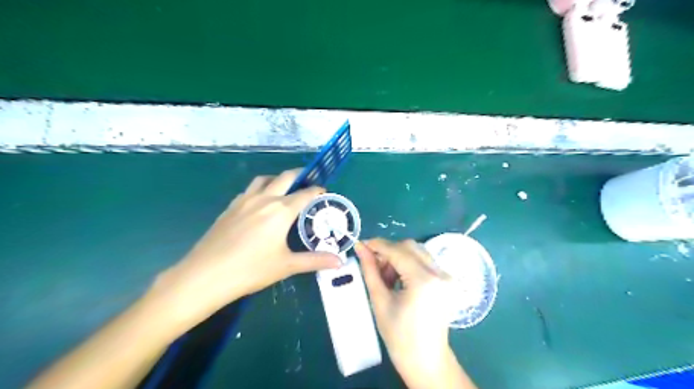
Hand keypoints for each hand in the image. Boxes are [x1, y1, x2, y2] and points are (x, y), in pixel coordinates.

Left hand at [146, 168, 341, 329]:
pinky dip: (261, 189)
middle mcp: (264, 199)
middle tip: (309, 182)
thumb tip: (340, 262)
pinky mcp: (230, 207)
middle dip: (300, 175)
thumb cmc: (250, 270)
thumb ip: (315, 260)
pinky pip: (250, 190)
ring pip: (264, 179)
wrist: (205, 276)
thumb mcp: (286, 265)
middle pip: (285, 177)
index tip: (325, 192)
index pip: (305, 194)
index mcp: (281, 210)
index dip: (317, 191)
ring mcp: (244, 201)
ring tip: (285, 189)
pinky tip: (260, 204)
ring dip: (278, 179)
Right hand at [354, 239, 474, 386]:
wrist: (426, 361)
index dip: (377, 245)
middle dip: (388, 251)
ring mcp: (446, 276)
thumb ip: (369, 270)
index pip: (398, 250)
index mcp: (424, 280)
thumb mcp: (379, 301)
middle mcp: (440, 273)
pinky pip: (424, 262)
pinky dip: (408, 264)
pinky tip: (398, 280)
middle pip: (410, 247)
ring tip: (385, 277)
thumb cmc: (399, 337)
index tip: (361, 245)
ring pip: (417, 252)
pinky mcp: (447, 281)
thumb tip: (360, 247)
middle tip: (373, 265)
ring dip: (398, 257)